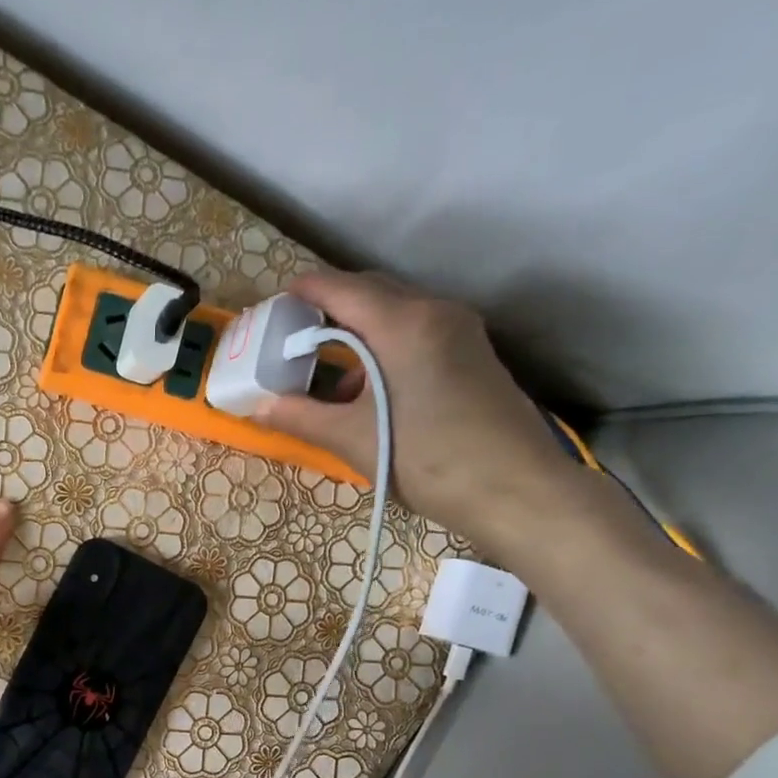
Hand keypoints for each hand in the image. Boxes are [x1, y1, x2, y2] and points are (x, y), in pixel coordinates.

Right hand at [251, 269, 589, 558]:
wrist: (517, 490)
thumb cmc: (428, 460)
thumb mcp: (353, 440)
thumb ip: (301, 417)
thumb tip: (260, 407)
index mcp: (402, 323)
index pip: (340, 287)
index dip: (302, 292)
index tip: (272, 310)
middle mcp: (435, 312)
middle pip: (370, 292)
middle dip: (328, 309)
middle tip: (291, 338)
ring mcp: (460, 331)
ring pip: (395, 313)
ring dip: (356, 332)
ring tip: (324, 370)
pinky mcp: (473, 354)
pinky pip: (417, 333)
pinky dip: (384, 348)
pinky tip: (368, 390)